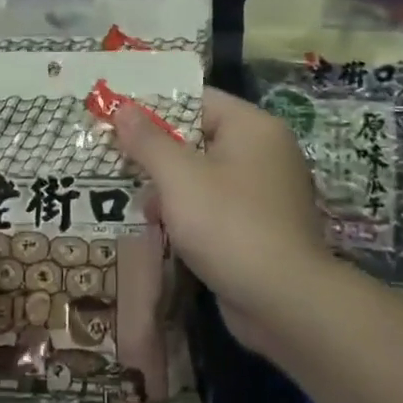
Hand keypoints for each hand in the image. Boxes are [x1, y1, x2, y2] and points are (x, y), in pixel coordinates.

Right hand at [111, 87, 334, 356]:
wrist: (285, 303)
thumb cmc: (229, 225)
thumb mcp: (179, 177)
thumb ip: (148, 140)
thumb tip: (122, 107)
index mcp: (252, 127)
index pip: (198, 100)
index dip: (155, 107)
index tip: (119, 119)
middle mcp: (265, 152)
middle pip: (200, 137)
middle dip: (158, 152)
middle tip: (117, 159)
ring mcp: (266, 192)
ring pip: (206, 175)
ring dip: (170, 186)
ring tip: (134, 199)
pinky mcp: (262, 227)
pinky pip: (218, 205)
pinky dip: (190, 212)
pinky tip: (160, 226)